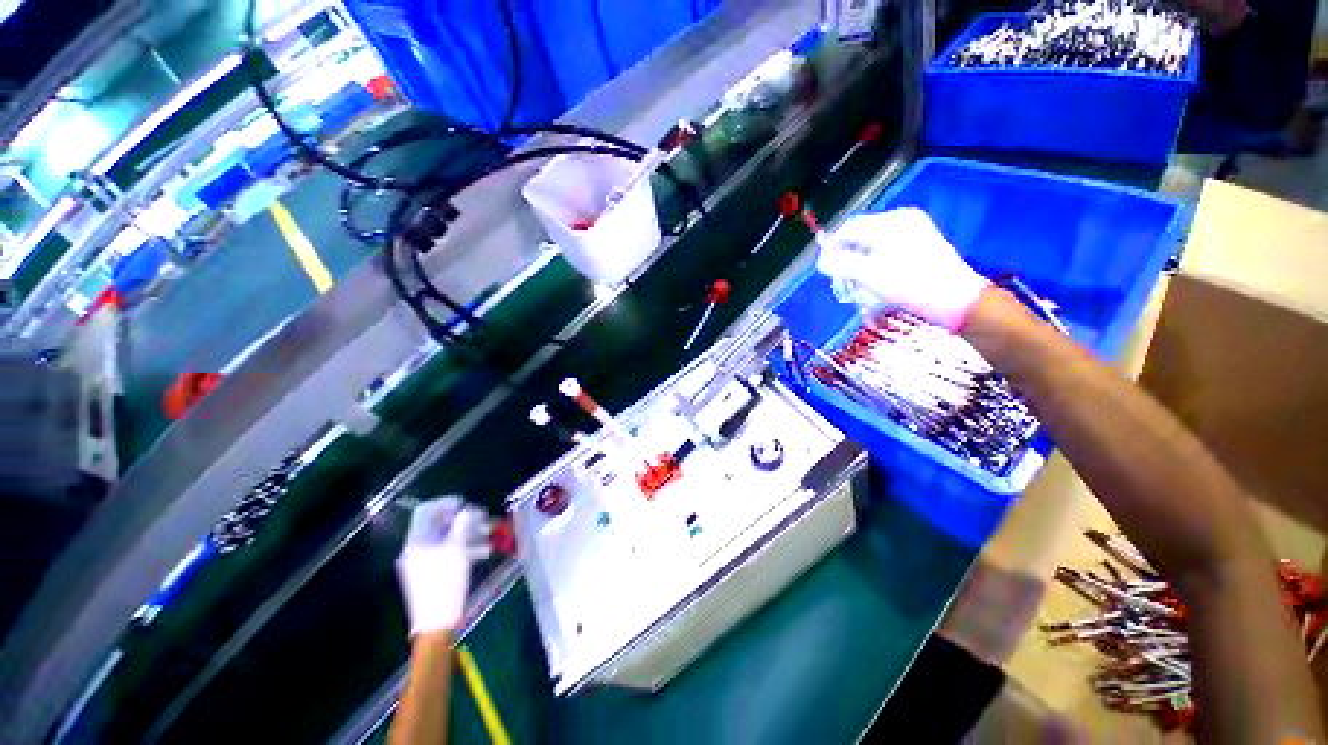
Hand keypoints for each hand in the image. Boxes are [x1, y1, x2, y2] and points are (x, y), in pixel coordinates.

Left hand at [396, 496, 490, 636]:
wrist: (435, 623)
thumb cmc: (445, 582)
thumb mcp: (458, 549)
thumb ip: (462, 524)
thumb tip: (467, 510)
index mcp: (417, 540)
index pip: (426, 510)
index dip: (446, 502)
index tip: (467, 503)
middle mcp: (416, 548)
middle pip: (439, 524)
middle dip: (464, 519)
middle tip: (484, 518)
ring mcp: (422, 562)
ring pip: (447, 539)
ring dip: (468, 533)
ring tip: (490, 535)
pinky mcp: (430, 574)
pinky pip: (447, 552)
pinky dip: (464, 548)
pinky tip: (484, 551)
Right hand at [817, 207, 989, 331]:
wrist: (955, 299)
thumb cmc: (908, 284)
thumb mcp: (867, 274)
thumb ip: (839, 264)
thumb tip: (822, 260)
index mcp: (889, 222)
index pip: (849, 228)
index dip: (831, 247)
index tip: (823, 267)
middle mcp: (902, 221)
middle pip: (862, 237)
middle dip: (847, 258)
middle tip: (841, 279)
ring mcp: (916, 233)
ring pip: (875, 246)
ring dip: (861, 265)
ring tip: (858, 286)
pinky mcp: (923, 247)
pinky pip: (889, 253)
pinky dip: (877, 267)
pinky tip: (876, 284)